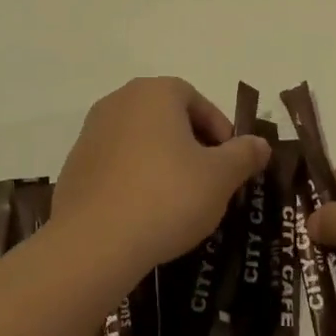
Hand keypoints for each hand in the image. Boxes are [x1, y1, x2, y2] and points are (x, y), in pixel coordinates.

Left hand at [51, 77, 270, 281]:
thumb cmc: (167, 196)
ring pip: (141, 141)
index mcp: (155, 92)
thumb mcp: (220, 177)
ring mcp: (92, 132)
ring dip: (163, 162)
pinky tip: (146, 213)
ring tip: (180, 202)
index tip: (231, 164)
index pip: (197, 100)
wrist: (94, 242)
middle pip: (168, 117)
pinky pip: (117, 164)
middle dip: (193, 146)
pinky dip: (135, 179)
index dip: (220, 131)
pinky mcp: (75, 165)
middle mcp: (119, 101)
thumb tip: (260, 144)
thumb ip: (244, 155)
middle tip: (210, 182)